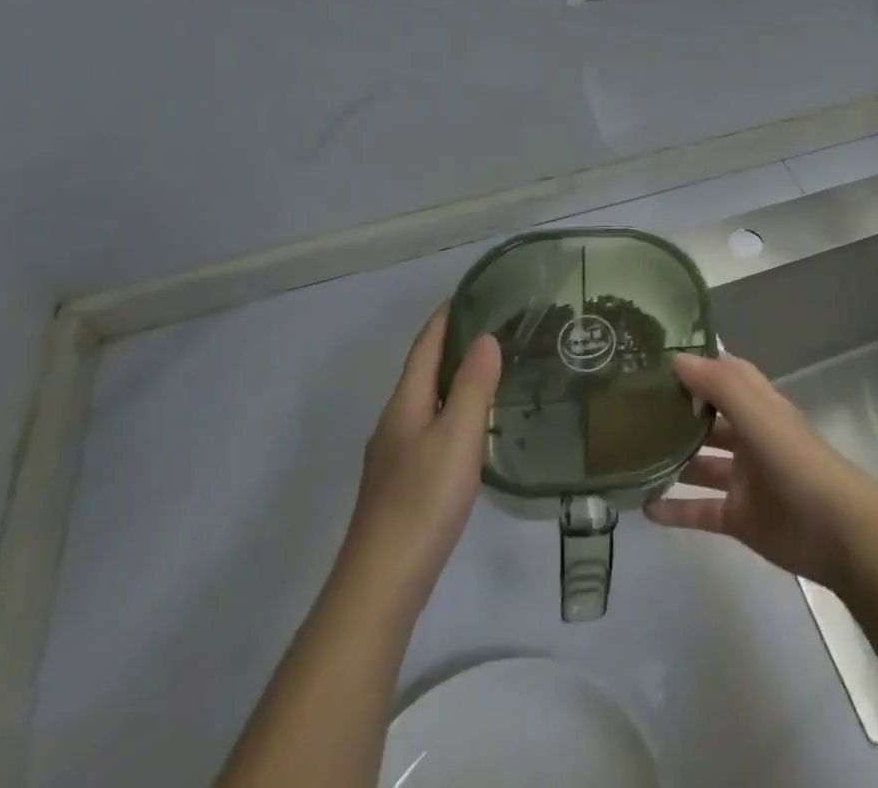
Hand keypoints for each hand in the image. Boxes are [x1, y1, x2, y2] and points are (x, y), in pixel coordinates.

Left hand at [350, 305, 500, 592]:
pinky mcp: (402, 484)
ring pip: (427, 402)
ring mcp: (394, 456)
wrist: (381, 583)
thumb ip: (473, 385)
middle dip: (452, 344)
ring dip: (454, 379)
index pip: (424, 346)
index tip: (471, 292)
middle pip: (423, 371)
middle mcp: (395, 422)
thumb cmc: (422, 500)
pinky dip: (452, 411)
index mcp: (405, 404)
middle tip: (495, 326)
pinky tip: (473, 428)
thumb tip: (485, 337)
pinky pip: (430, 428)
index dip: (445, 317)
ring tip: (492, 369)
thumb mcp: (457, 435)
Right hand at [645, 352, 877, 591]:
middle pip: (708, 418)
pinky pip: (700, 510)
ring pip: (701, 463)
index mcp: (758, 406)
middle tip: (629, 408)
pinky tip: (643, 508)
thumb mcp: (757, 413)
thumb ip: (718, 384)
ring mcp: (744, 478)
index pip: (724, 375)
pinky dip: (675, 509)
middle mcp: (750, 436)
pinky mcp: (740, 517)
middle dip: (677, 411)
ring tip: (629, 456)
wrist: (836, 531)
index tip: (655, 360)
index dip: (696, 365)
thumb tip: (676, 358)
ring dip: (672, 459)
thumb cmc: (795, 461)